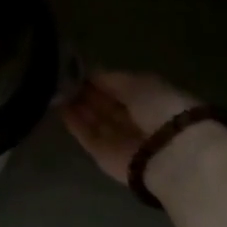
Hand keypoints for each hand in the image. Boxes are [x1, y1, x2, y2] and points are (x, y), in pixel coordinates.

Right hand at [61, 71, 200, 184]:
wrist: (170, 155)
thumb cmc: (161, 109)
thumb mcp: (138, 83)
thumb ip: (111, 79)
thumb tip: (89, 73)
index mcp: (152, 99)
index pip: (121, 88)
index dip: (100, 79)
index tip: (78, 68)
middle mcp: (137, 120)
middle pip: (107, 105)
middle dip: (87, 93)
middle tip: (62, 78)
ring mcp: (121, 140)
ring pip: (96, 121)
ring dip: (79, 106)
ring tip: (56, 90)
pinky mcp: (106, 157)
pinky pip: (88, 138)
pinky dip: (75, 124)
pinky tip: (60, 109)